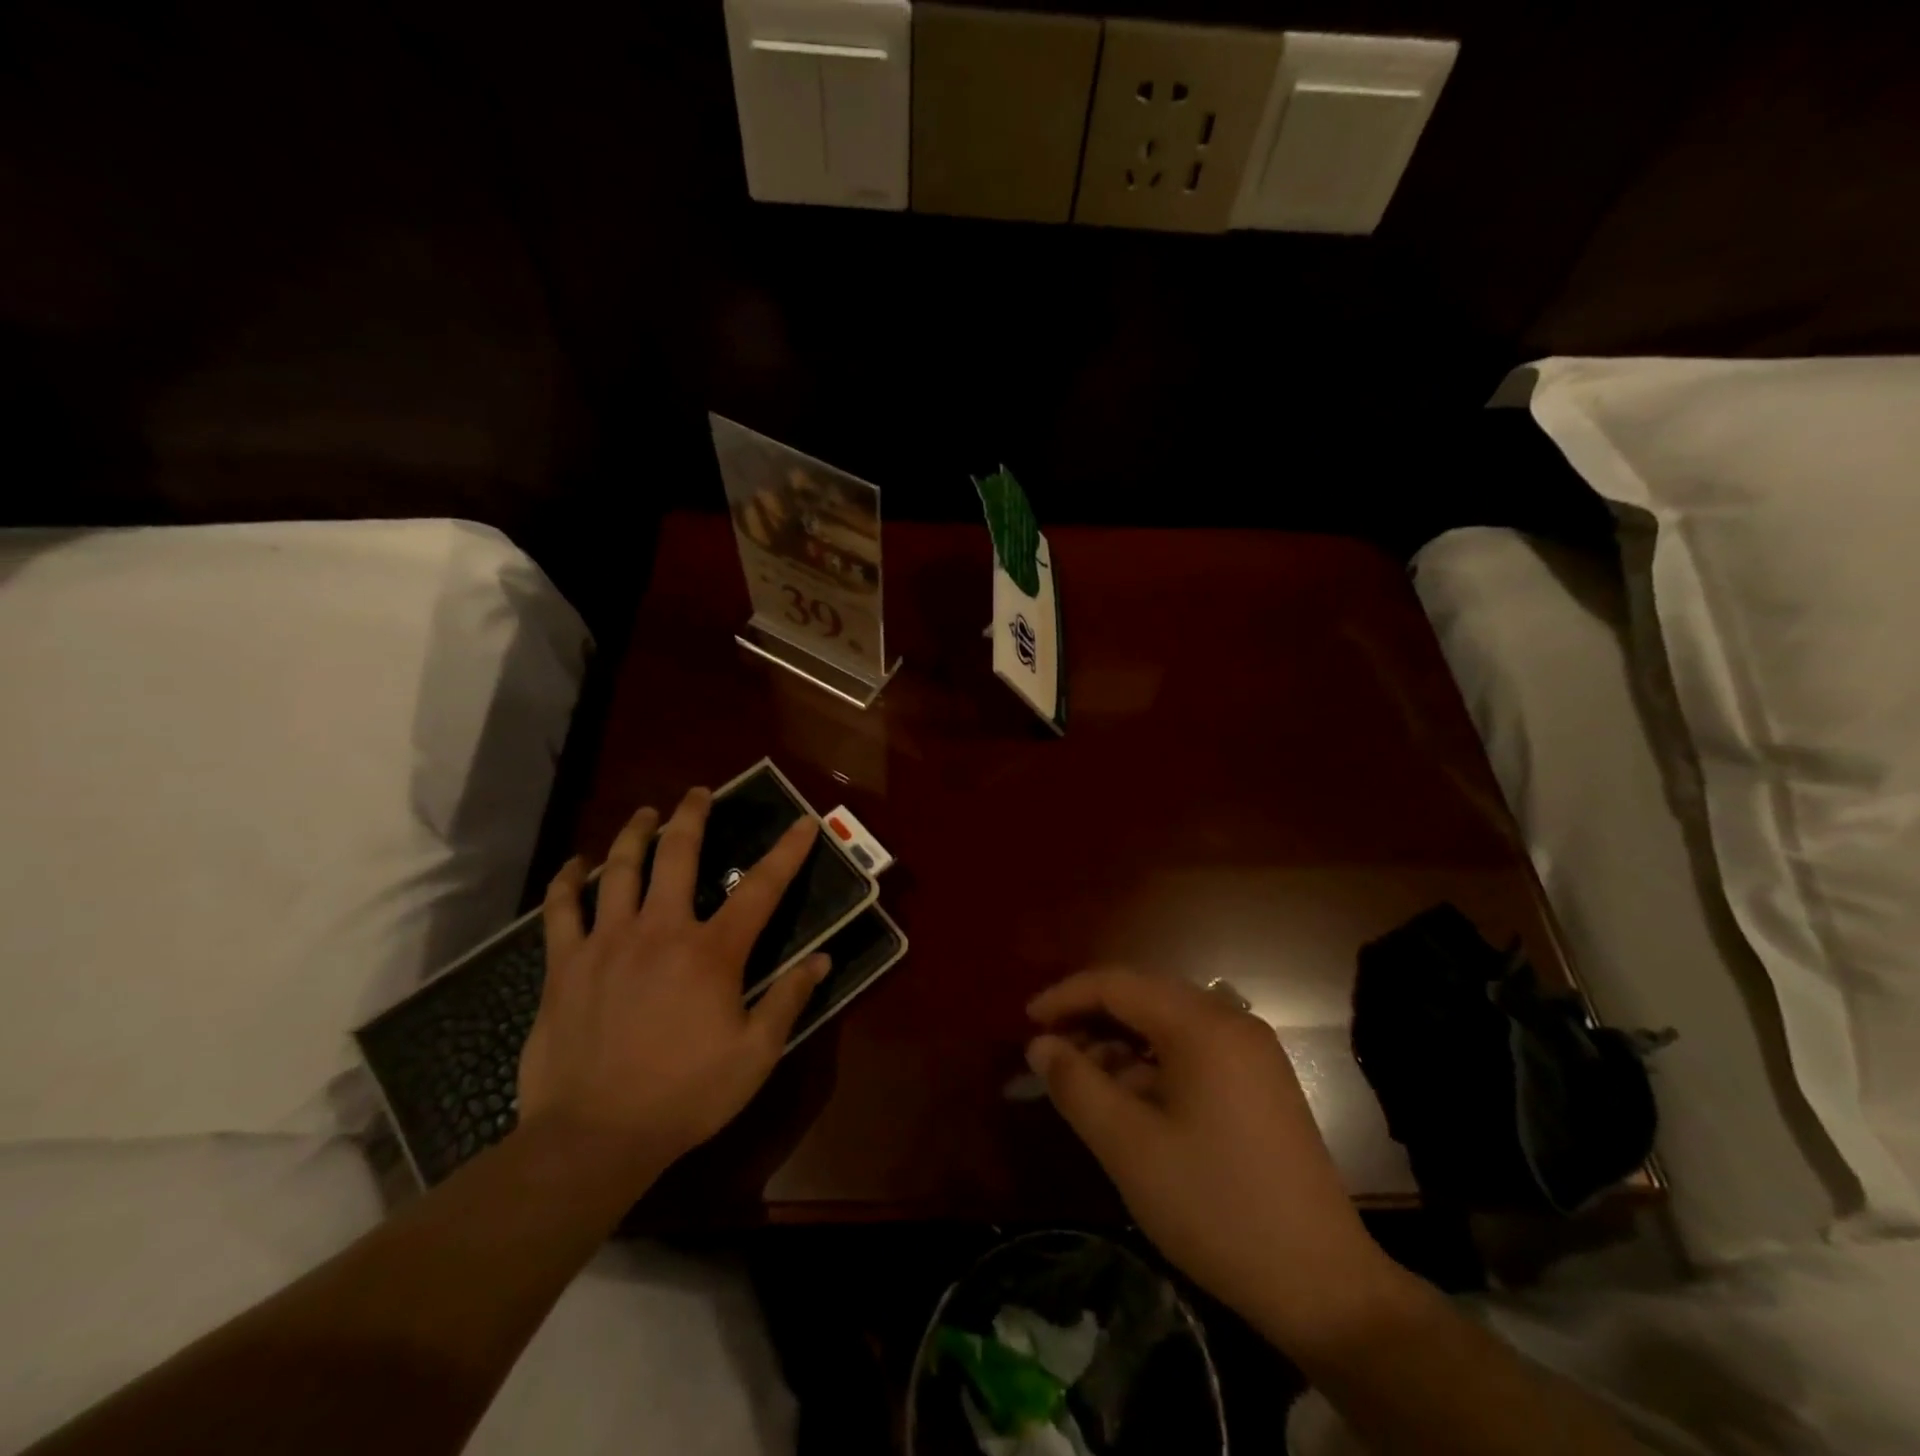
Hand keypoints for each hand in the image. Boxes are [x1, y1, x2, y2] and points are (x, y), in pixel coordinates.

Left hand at [516, 789, 827, 1190]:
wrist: (594, 1137)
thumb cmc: (685, 1096)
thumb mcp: (755, 1055)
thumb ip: (789, 1001)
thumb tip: (822, 960)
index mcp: (712, 952)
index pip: (761, 889)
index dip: (787, 852)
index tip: (802, 822)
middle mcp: (660, 931)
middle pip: (678, 855)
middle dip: (693, 816)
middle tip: (699, 793)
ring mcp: (606, 943)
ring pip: (618, 869)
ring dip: (634, 833)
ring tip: (645, 813)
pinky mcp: (564, 965)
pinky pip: (560, 910)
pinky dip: (566, 881)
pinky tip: (574, 864)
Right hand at [1026, 969, 1393, 1353]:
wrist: (1322, 1285)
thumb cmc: (1214, 1206)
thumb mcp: (1128, 1146)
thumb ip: (1075, 1084)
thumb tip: (1039, 1045)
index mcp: (1201, 1024)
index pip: (1117, 984)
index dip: (1065, 997)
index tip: (1026, 1023)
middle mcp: (1230, 1020)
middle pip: (1142, 996)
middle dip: (1090, 1018)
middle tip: (1050, 1053)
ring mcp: (1251, 1049)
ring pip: (1166, 1023)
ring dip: (1120, 1042)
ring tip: (1084, 1080)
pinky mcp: (1260, 1080)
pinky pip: (1192, 1048)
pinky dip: (1152, 1062)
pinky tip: (1130, 1097)